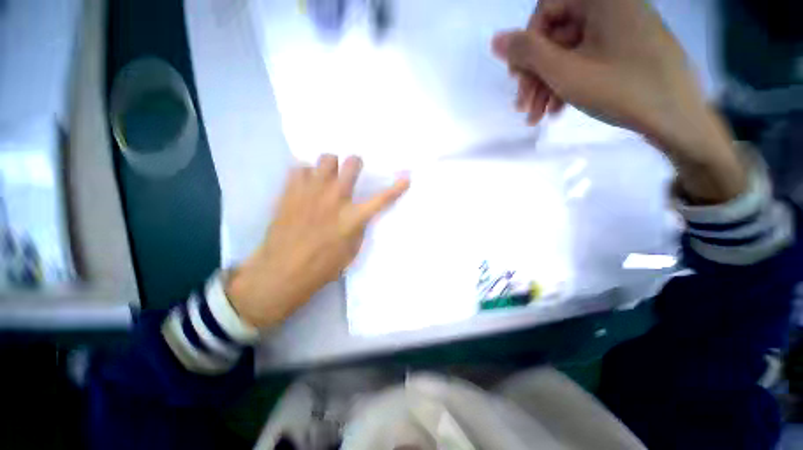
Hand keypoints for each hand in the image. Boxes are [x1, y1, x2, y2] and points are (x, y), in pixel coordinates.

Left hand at [225, 155, 409, 328]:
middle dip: (355, 164)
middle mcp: (335, 198)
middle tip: (352, 172)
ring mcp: (311, 192)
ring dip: (330, 167)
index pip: (382, 199)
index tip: (406, 178)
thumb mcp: (352, 250)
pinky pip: (299, 168)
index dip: (397, 188)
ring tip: (326, 178)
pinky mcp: (290, 192)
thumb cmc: (322, 266)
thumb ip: (359, 227)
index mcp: (353, 217)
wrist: (283, 271)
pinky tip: (306, 186)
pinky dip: (306, 174)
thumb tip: (359, 213)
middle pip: (351, 163)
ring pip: (325, 159)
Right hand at [492, 0, 746, 203]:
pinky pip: (587, 60)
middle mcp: (611, 6)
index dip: (526, 45)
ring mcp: (621, 29)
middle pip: (557, 35)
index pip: (546, 8)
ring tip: (536, 118)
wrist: (677, 120)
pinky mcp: (626, 49)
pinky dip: (568, 84)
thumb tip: (495, 40)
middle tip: (523, 108)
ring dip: (547, 86)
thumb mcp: (565, 71)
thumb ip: (527, 53)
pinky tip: (556, 110)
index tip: (517, 79)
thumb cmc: (621, 89)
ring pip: (569, 52)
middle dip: (535, 75)